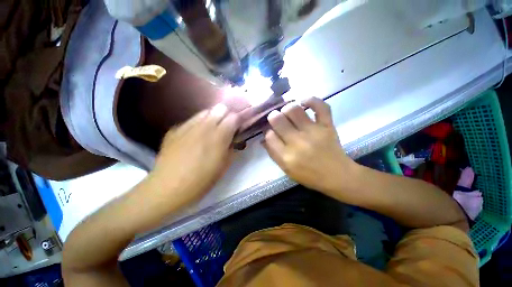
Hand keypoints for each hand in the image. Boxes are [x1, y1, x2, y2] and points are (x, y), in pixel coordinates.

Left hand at [149, 104, 239, 205]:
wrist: (167, 188)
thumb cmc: (201, 181)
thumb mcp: (224, 166)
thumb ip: (232, 149)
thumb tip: (234, 139)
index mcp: (218, 137)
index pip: (233, 117)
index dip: (239, 119)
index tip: (240, 125)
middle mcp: (204, 127)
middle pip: (219, 108)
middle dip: (226, 115)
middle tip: (227, 126)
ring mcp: (187, 126)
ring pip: (205, 111)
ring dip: (213, 117)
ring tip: (212, 130)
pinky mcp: (175, 130)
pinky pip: (191, 120)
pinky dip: (198, 124)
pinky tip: (195, 136)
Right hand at [263, 97, 355, 194]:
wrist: (337, 176)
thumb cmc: (309, 175)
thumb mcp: (286, 169)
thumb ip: (273, 153)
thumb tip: (264, 138)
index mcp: (286, 156)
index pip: (269, 136)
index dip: (268, 131)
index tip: (271, 131)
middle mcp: (297, 142)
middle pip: (278, 120)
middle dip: (273, 117)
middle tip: (276, 118)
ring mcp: (313, 132)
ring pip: (294, 110)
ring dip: (287, 108)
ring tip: (287, 112)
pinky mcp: (327, 126)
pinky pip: (320, 106)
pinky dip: (311, 100)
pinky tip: (304, 102)